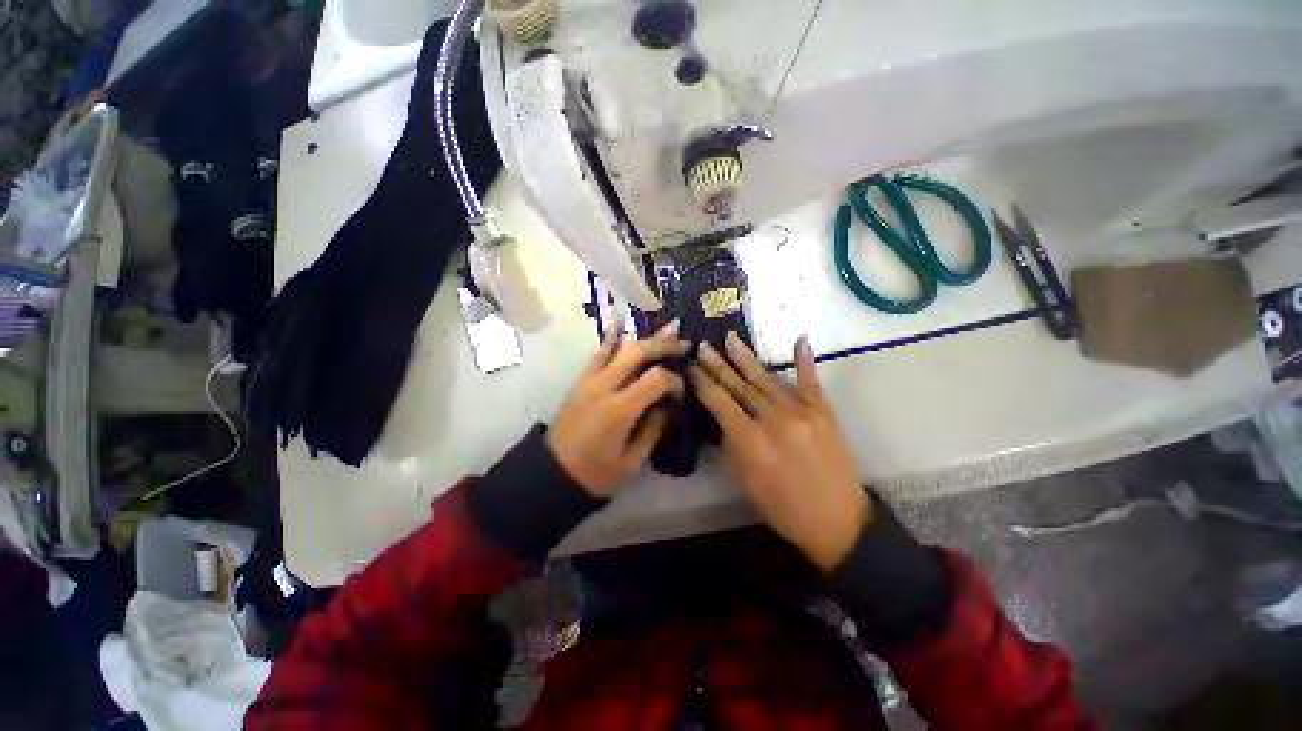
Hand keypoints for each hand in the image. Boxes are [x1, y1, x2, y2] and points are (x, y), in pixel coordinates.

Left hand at [547, 321, 689, 496]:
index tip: (681, 390)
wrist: (552, 475)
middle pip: (638, 353)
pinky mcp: (580, 381)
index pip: (656, 379)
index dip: (674, 380)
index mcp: (619, 410)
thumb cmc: (595, 474)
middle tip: (684, 343)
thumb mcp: (631, 461)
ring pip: (620, 348)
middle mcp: (604, 387)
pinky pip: (598, 354)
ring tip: (666, 329)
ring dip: (644, 338)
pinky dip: (611, 337)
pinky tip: (621, 322)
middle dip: (664, 345)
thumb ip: (653, 429)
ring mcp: (589, 381)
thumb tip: (667, 406)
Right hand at [689, 333, 870, 571]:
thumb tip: (724, 421)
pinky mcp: (823, 412)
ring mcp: (801, 412)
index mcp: (751, 440)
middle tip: (703, 345)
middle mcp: (773, 419)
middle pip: (739, 386)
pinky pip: (810, 382)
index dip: (703, 382)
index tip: (691, 366)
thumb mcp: (746, 482)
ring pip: (767, 379)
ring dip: (746, 358)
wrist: (837, 521)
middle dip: (718, 365)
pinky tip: (799, 339)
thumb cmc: (783, 508)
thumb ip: (732, 446)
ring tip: (731, 339)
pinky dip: (804, 360)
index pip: (719, 402)